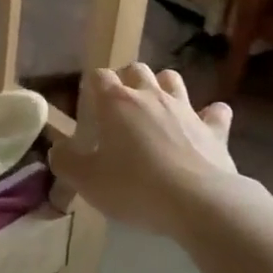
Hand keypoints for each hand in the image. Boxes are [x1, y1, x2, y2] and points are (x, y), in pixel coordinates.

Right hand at [49, 64, 237, 237]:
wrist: (199, 203)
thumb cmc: (135, 188)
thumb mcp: (87, 181)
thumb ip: (66, 162)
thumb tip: (57, 150)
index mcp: (117, 103)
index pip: (99, 76)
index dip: (92, 87)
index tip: (89, 107)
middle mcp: (151, 96)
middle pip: (136, 69)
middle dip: (127, 80)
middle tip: (120, 106)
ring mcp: (186, 109)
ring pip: (173, 79)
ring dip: (163, 87)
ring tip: (157, 108)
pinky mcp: (215, 129)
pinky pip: (215, 111)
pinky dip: (209, 115)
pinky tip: (203, 127)